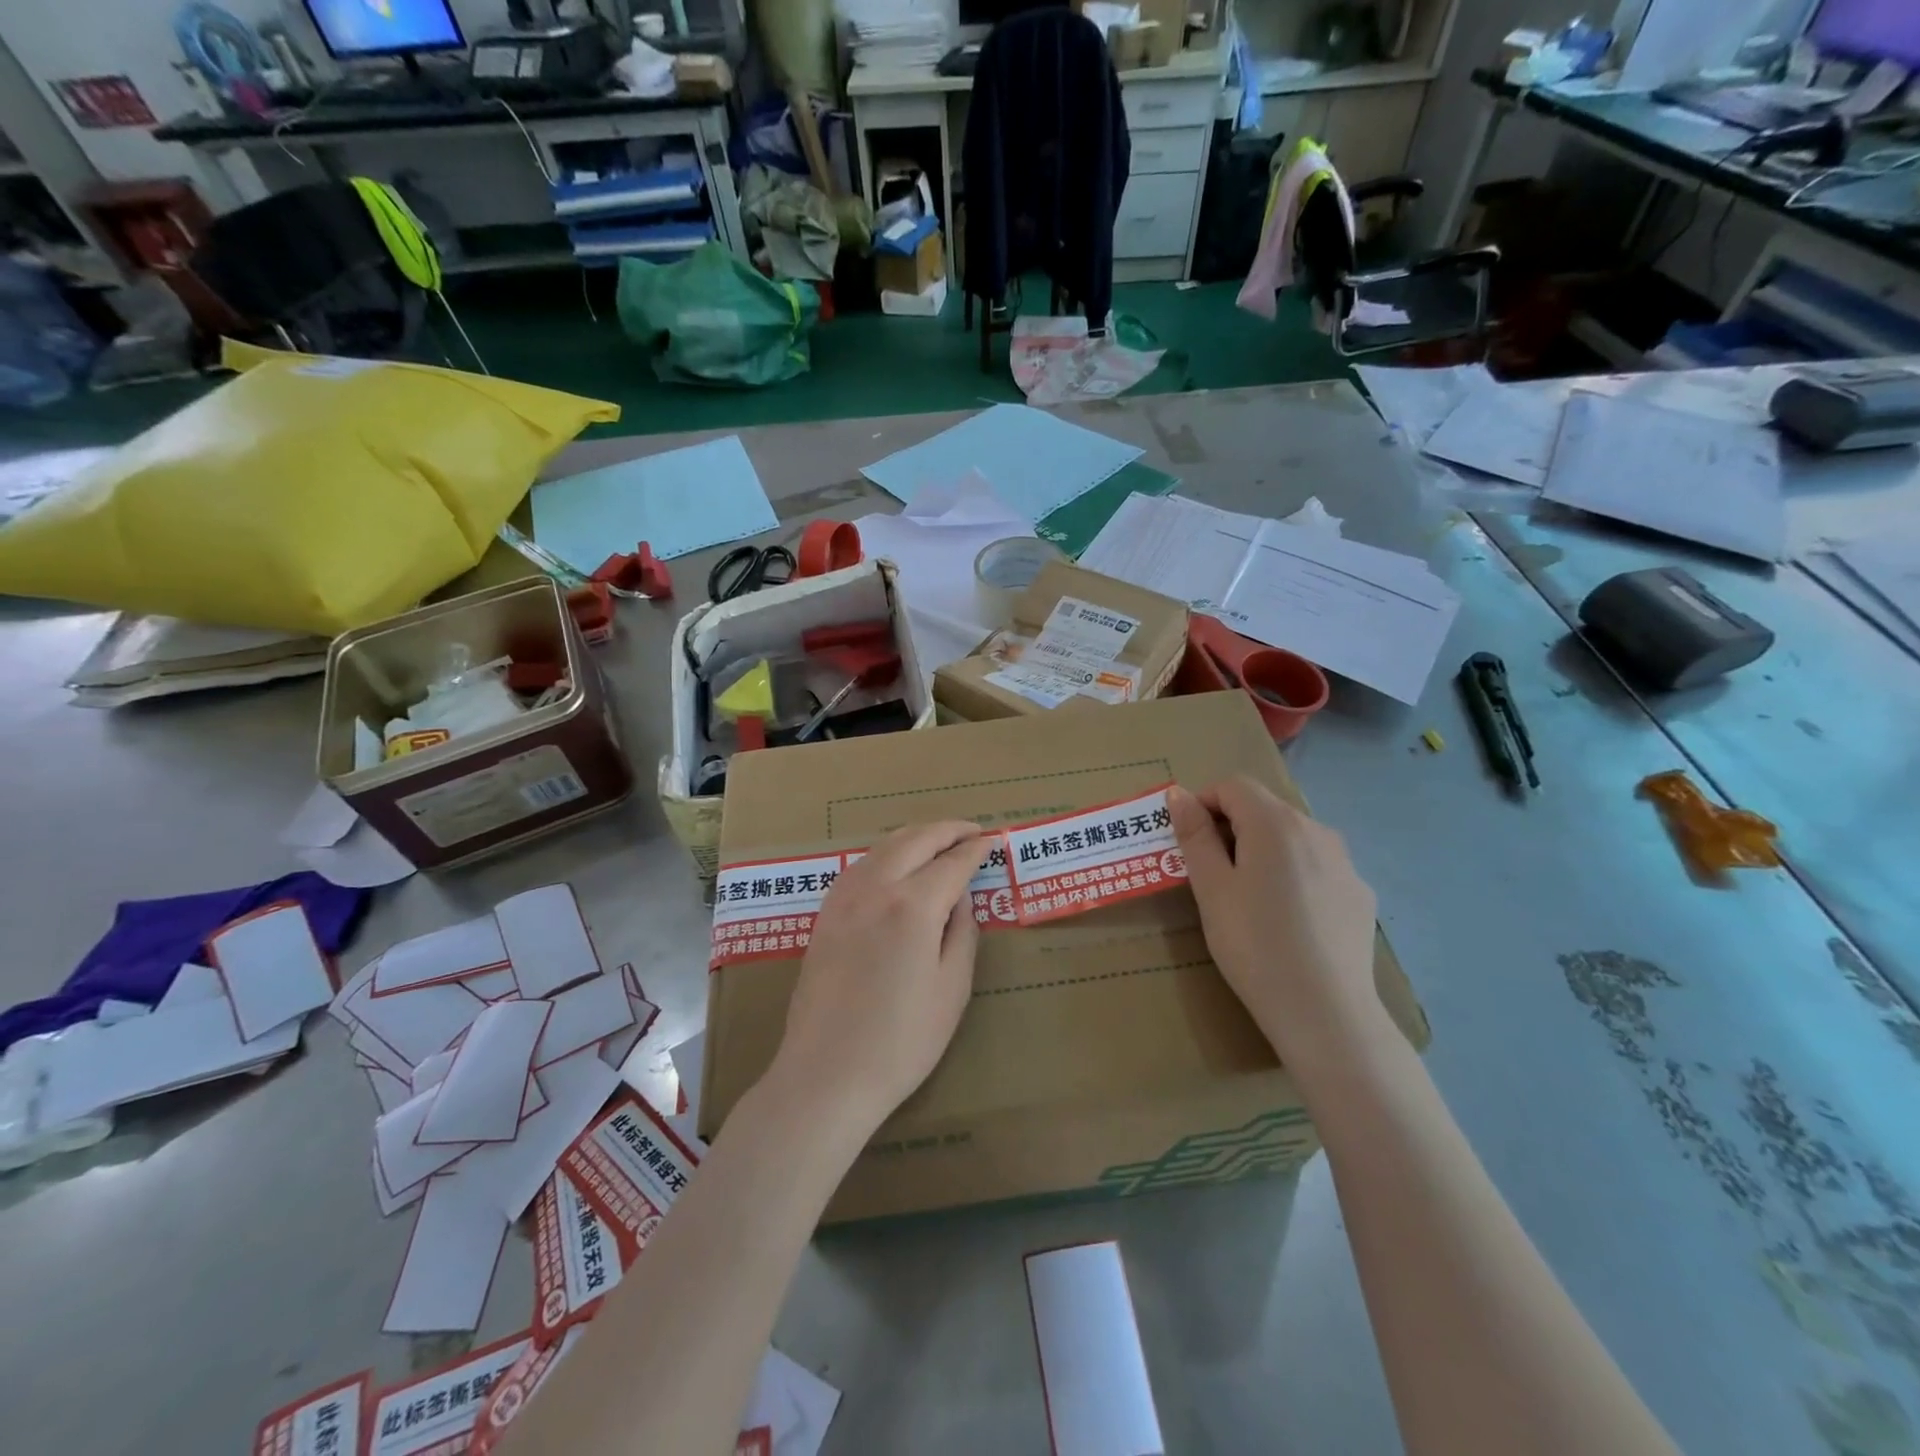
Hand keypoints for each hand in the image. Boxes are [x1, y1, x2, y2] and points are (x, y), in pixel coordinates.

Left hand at [769, 821, 987, 1134]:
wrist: (826, 1074)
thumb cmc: (901, 1042)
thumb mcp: (951, 989)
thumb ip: (962, 932)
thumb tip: (961, 895)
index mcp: (912, 906)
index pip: (952, 862)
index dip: (976, 849)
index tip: (994, 840)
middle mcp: (876, 888)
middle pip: (916, 839)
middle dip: (947, 830)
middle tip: (972, 831)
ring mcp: (844, 897)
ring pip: (884, 845)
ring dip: (916, 836)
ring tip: (939, 841)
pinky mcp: (825, 913)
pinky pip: (860, 864)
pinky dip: (886, 852)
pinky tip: (896, 864)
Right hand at [1168, 778, 1384, 1065]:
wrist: (1325, 1013)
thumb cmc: (1254, 945)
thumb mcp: (1211, 889)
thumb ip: (1195, 835)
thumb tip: (1179, 794)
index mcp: (1276, 823)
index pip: (1233, 786)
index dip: (1203, 803)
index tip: (1187, 841)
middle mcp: (1316, 830)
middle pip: (1264, 808)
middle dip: (1231, 827)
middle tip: (1209, 874)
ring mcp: (1345, 862)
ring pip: (1292, 837)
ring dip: (1262, 850)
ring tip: (1248, 898)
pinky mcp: (1359, 894)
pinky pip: (1317, 867)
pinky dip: (1293, 875)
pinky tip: (1287, 919)